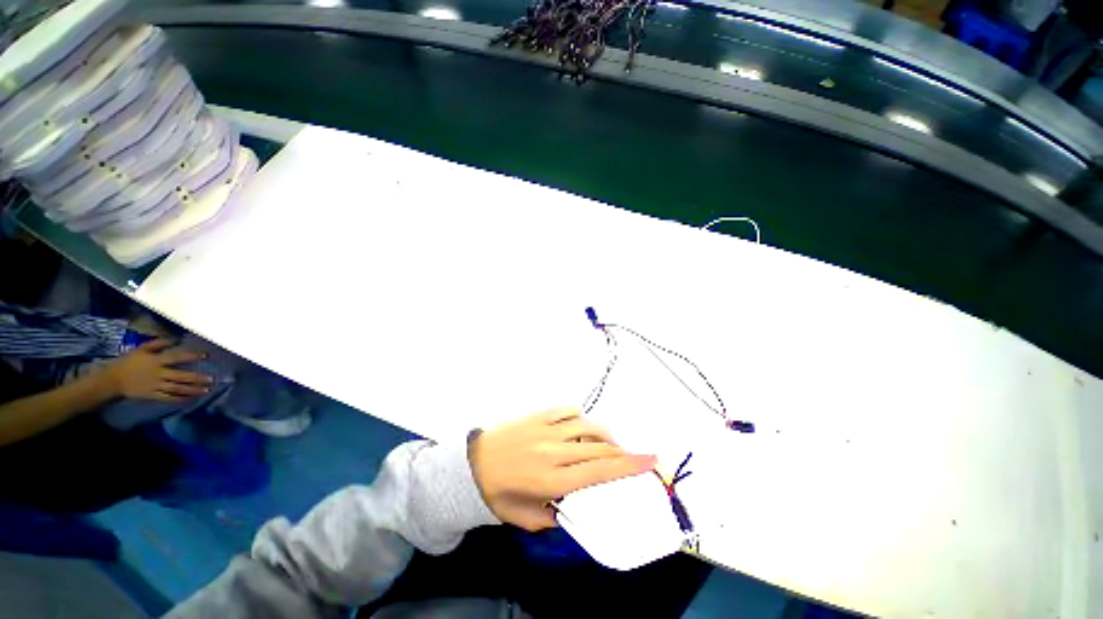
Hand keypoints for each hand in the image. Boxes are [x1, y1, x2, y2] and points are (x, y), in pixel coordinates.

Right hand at [100, 339, 212, 401]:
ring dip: (192, 390)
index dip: (191, 356)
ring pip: (177, 389)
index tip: (206, 356)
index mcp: (156, 361)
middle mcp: (158, 374)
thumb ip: (157, 343)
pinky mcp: (152, 395)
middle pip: (180, 376)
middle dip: (197, 378)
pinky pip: (168, 398)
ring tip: (206, 390)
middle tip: (212, 379)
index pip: (176, 357)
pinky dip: (180, 399)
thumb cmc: (128, 362)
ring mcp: (155, 385)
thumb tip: (175, 339)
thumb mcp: (141, 349)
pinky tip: (190, 399)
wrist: (112, 379)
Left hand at [469, 407, 655, 530]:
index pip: (600, 471)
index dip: (629, 466)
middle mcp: (555, 451)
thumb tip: (578, 509)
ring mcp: (546, 428)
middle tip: (631, 454)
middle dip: (622, 450)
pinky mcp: (538, 415)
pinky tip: (580, 425)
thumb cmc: (498, 494)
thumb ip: (556, 517)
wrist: (471, 464)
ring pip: (587, 425)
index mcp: (553, 479)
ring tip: (608, 442)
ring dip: (603, 433)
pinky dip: (580, 416)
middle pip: (599, 446)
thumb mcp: (527, 519)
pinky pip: (567, 410)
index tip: (650, 460)